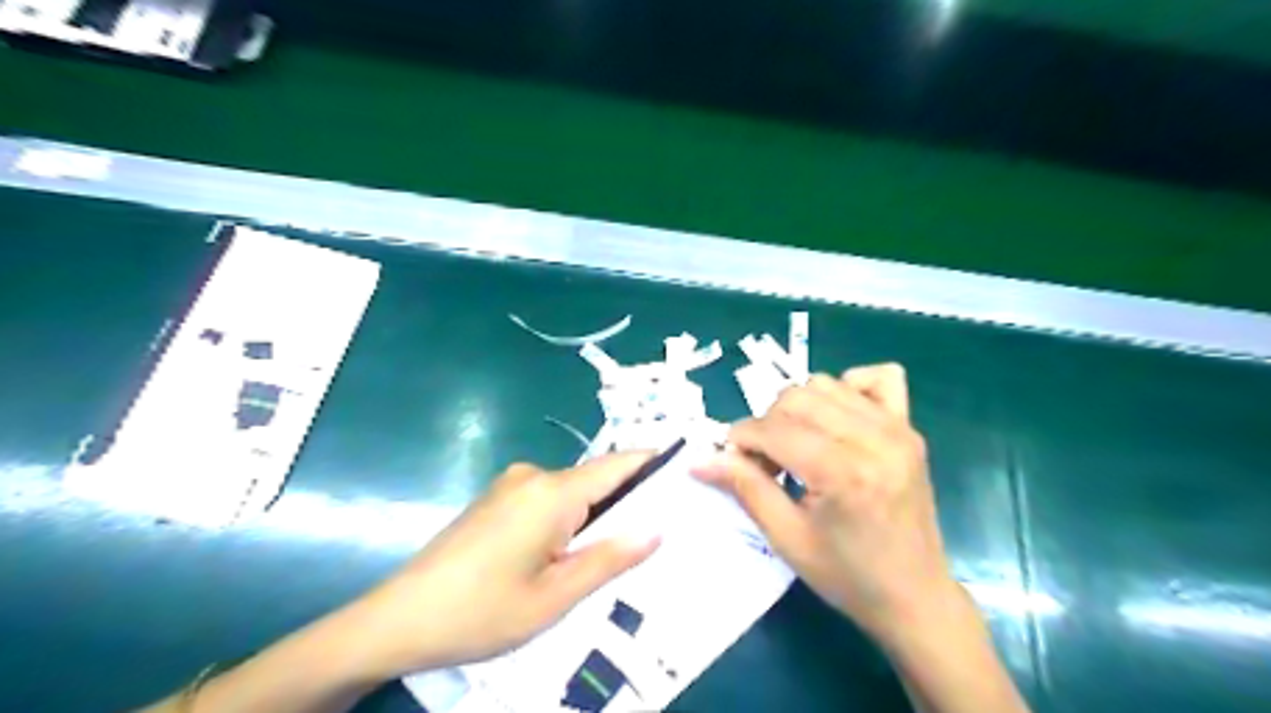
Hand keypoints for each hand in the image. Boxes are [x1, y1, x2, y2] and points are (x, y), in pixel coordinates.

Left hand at [342, 452, 658, 677]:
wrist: (399, 619)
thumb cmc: (483, 611)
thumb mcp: (556, 597)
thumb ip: (610, 558)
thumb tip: (658, 528)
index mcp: (552, 492)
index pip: (618, 465)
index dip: (654, 463)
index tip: (688, 468)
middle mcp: (533, 476)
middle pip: (595, 479)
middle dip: (628, 501)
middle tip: (659, 531)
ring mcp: (511, 485)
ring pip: (572, 493)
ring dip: (595, 515)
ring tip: (616, 552)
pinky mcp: (496, 499)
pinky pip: (547, 500)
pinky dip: (569, 519)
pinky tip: (568, 553)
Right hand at [694, 366, 952, 641]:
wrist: (914, 596)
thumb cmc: (847, 576)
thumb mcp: (786, 539)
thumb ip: (744, 488)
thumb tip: (700, 459)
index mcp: (844, 472)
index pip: (773, 428)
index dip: (741, 439)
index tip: (733, 462)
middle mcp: (875, 438)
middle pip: (796, 397)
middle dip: (767, 424)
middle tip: (767, 464)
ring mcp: (898, 428)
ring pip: (825, 384)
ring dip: (798, 408)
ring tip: (798, 447)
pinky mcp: (910, 428)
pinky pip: (877, 378)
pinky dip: (848, 389)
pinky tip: (837, 422)